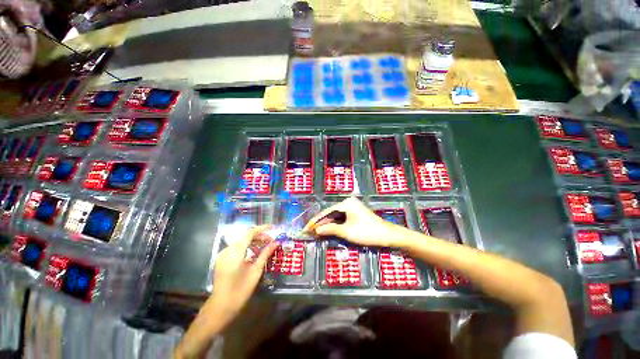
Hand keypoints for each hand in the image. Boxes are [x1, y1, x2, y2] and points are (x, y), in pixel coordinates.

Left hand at [209, 225, 278, 319]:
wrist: (221, 306)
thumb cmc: (241, 290)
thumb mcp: (256, 271)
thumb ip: (265, 254)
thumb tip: (276, 243)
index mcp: (235, 253)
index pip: (249, 233)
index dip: (262, 229)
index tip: (272, 227)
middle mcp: (227, 250)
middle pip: (245, 236)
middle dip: (259, 235)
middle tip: (270, 240)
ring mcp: (223, 254)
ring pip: (240, 241)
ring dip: (253, 240)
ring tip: (264, 245)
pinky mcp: (221, 259)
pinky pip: (236, 247)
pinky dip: (246, 246)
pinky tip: (254, 252)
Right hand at [303, 197, 408, 247]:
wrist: (387, 235)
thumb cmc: (366, 232)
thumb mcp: (346, 231)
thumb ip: (330, 229)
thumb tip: (316, 230)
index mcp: (346, 203)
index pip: (326, 212)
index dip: (316, 221)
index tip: (307, 228)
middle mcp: (348, 203)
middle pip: (330, 214)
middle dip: (320, 223)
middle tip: (309, 231)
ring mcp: (352, 208)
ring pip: (335, 217)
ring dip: (327, 225)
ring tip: (316, 232)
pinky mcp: (355, 213)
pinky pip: (341, 219)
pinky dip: (335, 225)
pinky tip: (328, 230)